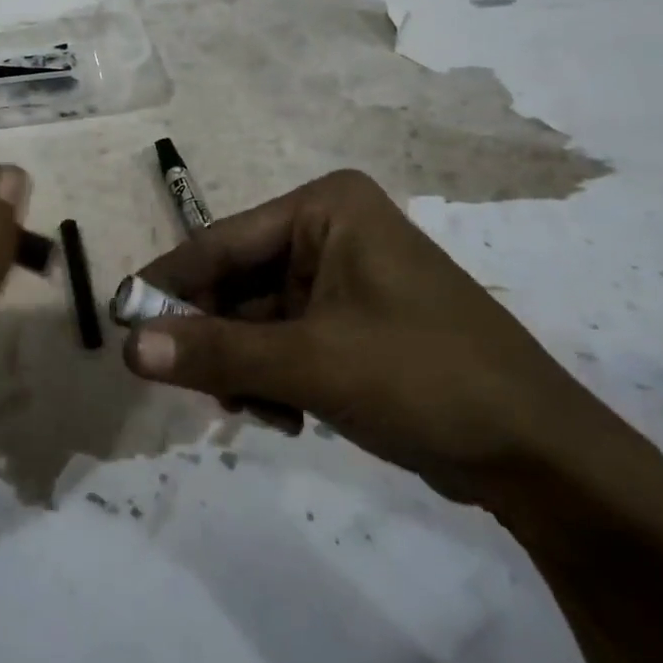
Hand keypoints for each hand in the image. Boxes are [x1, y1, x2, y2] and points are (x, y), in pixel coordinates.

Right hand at [122, 169, 636, 510]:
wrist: (540, 455)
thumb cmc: (425, 378)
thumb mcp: (311, 364)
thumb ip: (215, 353)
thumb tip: (127, 347)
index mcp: (325, 207)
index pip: (221, 241)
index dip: (169, 285)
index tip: (121, 324)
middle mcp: (330, 229)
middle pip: (237, 281)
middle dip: (215, 337)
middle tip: (193, 387)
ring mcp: (342, 275)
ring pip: (256, 317)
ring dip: (244, 365)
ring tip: (255, 411)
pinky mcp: (352, 320)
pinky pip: (285, 339)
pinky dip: (273, 377)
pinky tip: (286, 416)